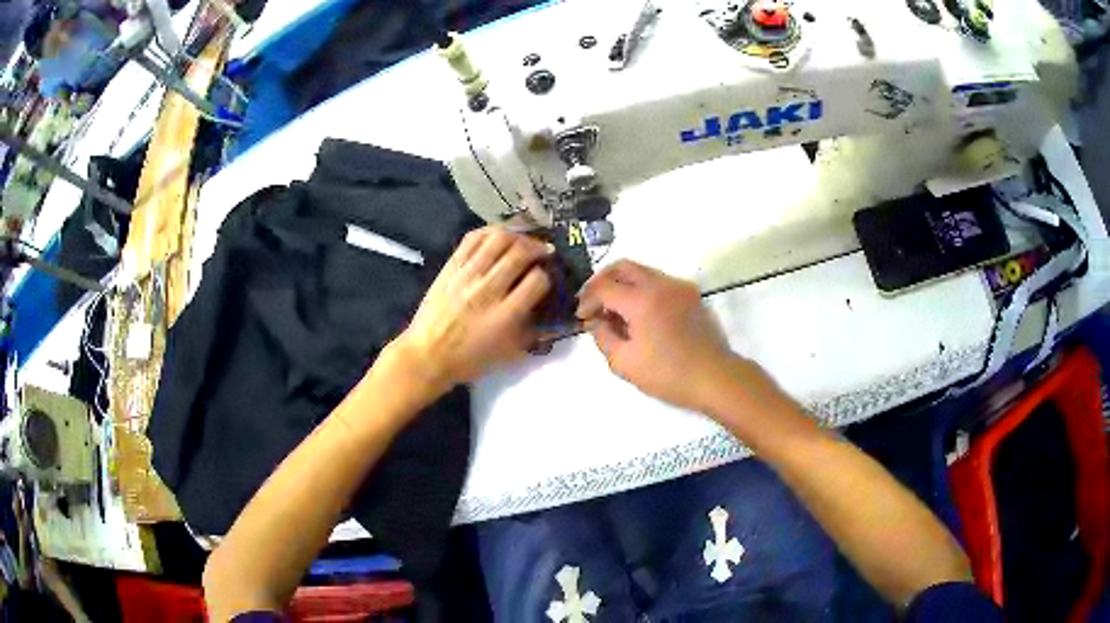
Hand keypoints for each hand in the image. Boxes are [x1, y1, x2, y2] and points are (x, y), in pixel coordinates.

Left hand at [391, 227, 552, 394]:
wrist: (427, 355)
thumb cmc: (470, 360)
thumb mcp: (510, 354)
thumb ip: (534, 332)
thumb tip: (553, 315)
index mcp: (505, 315)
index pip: (537, 281)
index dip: (547, 276)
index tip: (548, 277)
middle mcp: (488, 290)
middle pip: (519, 254)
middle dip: (538, 248)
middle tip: (545, 251)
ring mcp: (467, 275)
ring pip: (498, 239)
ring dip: (518, 236)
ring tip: (524, 241)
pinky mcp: (450, 266)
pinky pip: (472, 238)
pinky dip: (490, 231)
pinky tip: (499, 237)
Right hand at [576, 260, 735, 411]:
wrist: (714, 377)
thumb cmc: (667, 375)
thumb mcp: (624, 363)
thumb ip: (603, 336)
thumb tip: (596, 321)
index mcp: (641, 300)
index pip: (603, 286)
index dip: (587, 299)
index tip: (582, 317)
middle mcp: (660, 284)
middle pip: (622, 266)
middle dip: (602, 281)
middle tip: (593, 303)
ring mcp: (678, 286)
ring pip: (641, 271)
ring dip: (622, 285)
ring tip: (615, 312)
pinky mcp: (690, 294)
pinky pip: (658, 281)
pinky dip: (641, 290)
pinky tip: (639, 314)